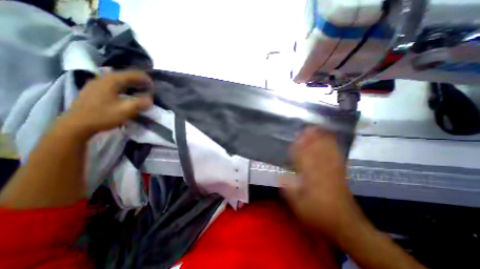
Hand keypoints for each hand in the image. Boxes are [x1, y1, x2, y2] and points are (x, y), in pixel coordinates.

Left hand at [60, 71, 151, 138]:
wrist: (77, 125)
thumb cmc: (103, 116)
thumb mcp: (126, 110)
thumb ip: (140, 103)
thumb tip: (150, 99)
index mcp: (110, 81)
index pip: (131, 74)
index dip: (144, 78)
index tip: (153, 84)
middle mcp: (102, 79)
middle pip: (123, 75)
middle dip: (138, 80)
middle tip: (148, 86)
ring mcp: (95, 85)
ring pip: (117, 80)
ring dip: (130, 83)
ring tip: (139, 89)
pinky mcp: (93, 92)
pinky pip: (112, 85)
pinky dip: (122, 87)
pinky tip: (125, 93)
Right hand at [283, 127, 361, 241]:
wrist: (345, 225)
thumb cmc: (318, 215)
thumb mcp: (298, 206)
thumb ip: (289, 190)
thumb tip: (281, 177)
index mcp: (310, 178)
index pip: (303, 157)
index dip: (299, 146)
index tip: (295, 135)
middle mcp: (321, 171)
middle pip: (315, 151)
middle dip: (311, 138)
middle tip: (307, 126)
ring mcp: (333, 171)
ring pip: (326, 151)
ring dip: (321, 139)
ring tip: (318, 129)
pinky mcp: (340, 173)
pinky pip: (337, 156)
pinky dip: (333, 146)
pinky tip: (332, 140)